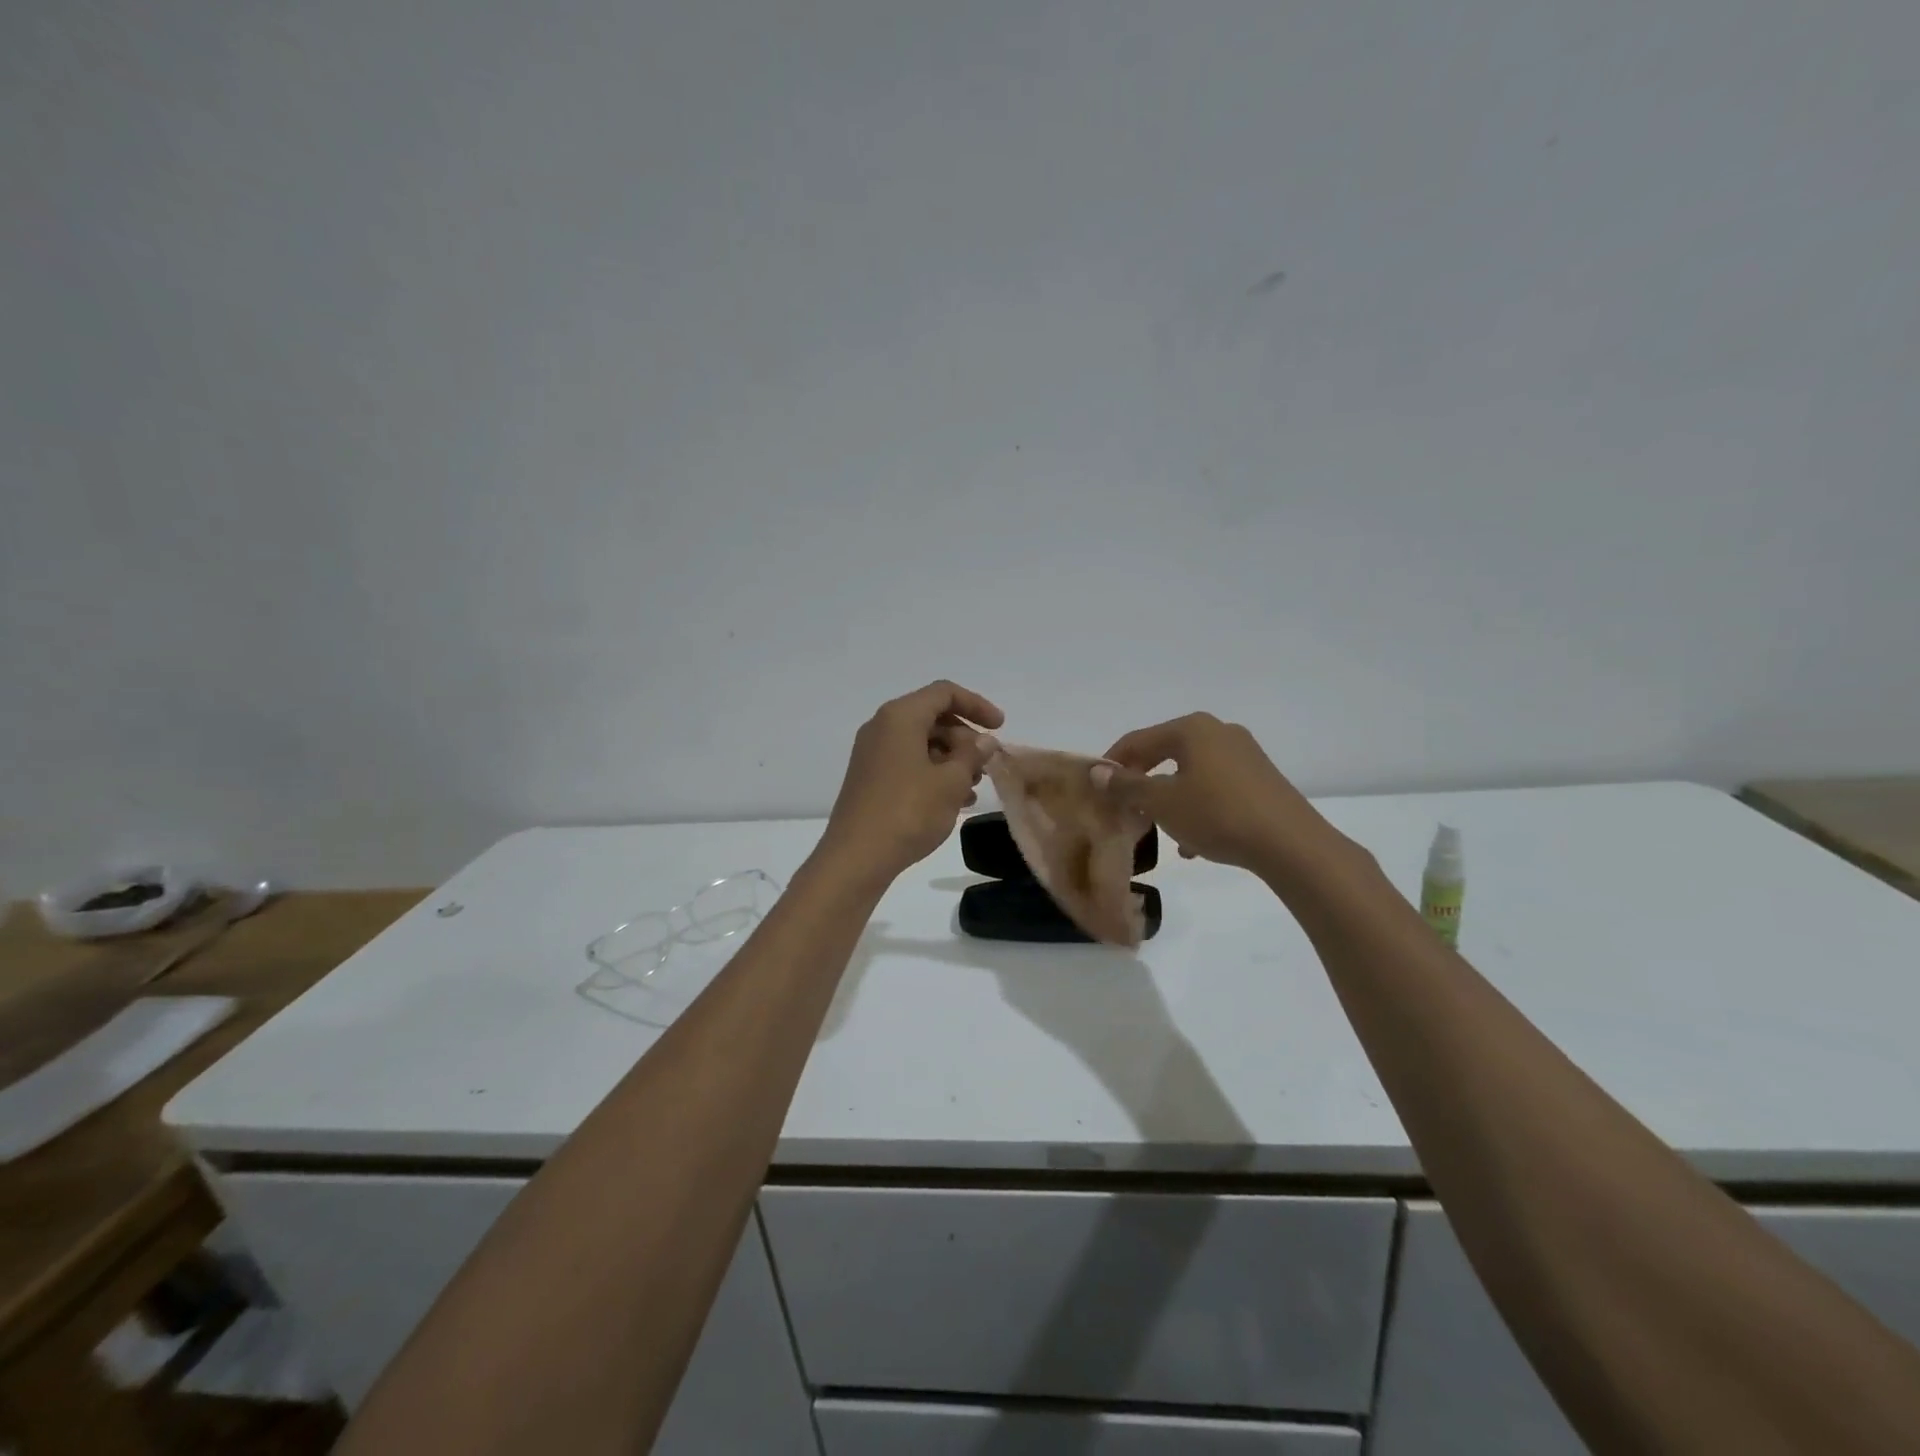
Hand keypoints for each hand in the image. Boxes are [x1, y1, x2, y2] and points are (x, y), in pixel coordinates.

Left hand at [817, 681, 1003, 883]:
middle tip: (985, 765)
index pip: (944, 693)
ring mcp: (873, 753)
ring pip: (922, 742)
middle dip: (965, 738)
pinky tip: (954, 800)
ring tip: (973, 787)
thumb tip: (984, 740)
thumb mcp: (951, 782)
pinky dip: (934, 773)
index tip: (1000, 728)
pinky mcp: (870, 778)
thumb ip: (972, 755)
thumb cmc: (908, 812)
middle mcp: (882, 727)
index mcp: (900, 717)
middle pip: (932, 717)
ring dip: (952, 759)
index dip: (977, 705)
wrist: (857, 857)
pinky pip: (908, 762)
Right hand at [1094, 713, 1330, 874]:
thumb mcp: (1162, 803)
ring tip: (1157, 828)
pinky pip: (1215, 786)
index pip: (1137, 740)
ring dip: (1169, 798)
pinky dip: (1197, 806)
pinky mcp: (1260, 777)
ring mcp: (1243, 753)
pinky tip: (1193, 841)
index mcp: (1191, 729)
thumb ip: (1126, 786)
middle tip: (1124, 808)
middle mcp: (1218, 731)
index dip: (1111, 764)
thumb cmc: (1217, 815)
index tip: (1096, 789)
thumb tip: (1097, 772)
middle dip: (1142, 782)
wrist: (1290, 844)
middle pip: (1164, 753)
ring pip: (1190, 773)